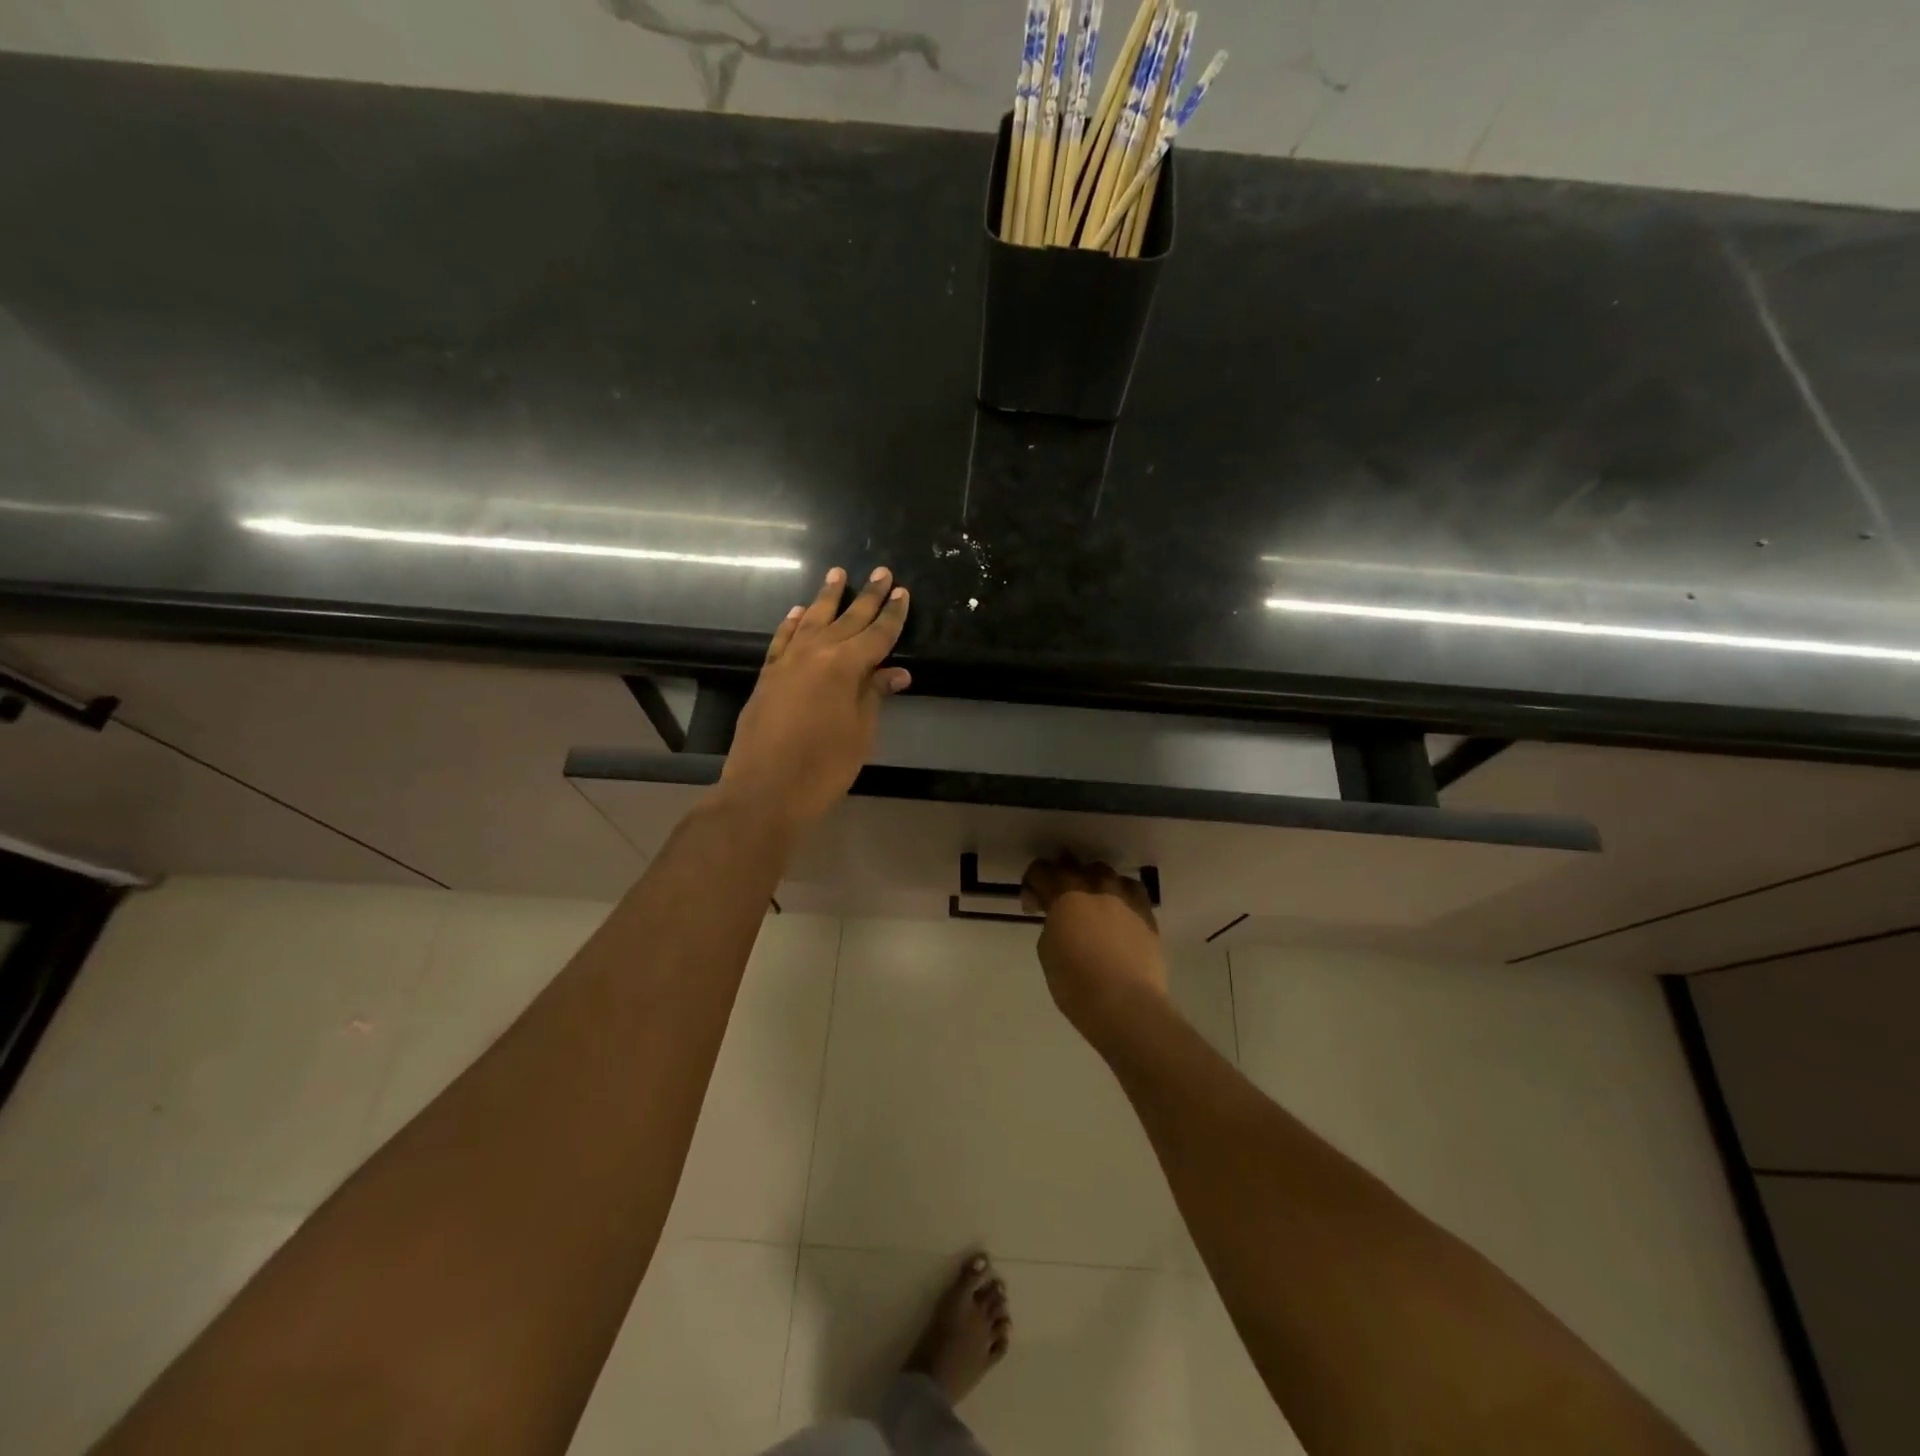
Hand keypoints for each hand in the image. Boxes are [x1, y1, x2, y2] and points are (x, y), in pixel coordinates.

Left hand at [718, 566, 910, 833]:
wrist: (765, 789)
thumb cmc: (824, 766)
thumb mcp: (860, 732)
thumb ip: (874, 695)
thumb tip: (895, 672)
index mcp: (845, 665)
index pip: (877, 634)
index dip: (892, 615)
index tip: (902, 593)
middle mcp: (815, 653)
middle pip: (847, 619)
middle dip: (867, 596)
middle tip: (882, 572)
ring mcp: (787, 662)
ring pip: (812, 620)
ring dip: (827, 598)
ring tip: (837, 574)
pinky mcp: (768, 676)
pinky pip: (783, 639)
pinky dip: (793, 623)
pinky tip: (800, 612)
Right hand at [1021, 857, 1166, 1038]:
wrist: (1126, 1004)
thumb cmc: (1076, 983)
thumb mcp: (1047, 950)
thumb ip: (1052, 924)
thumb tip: (1062, 920)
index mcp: (1065, 894)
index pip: (1041, 870)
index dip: (1031, 884)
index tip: (1033, 907)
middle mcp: (1096, 886)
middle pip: (1074, 865)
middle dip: (1061, 878)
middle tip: (1058, 903)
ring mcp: (1125, 897)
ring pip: (1105, 874)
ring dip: (1092, 884)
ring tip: (1091, 907)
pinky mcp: (1147, 914)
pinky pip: (1131, 892)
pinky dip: (1119, 897)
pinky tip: (1117, 916)